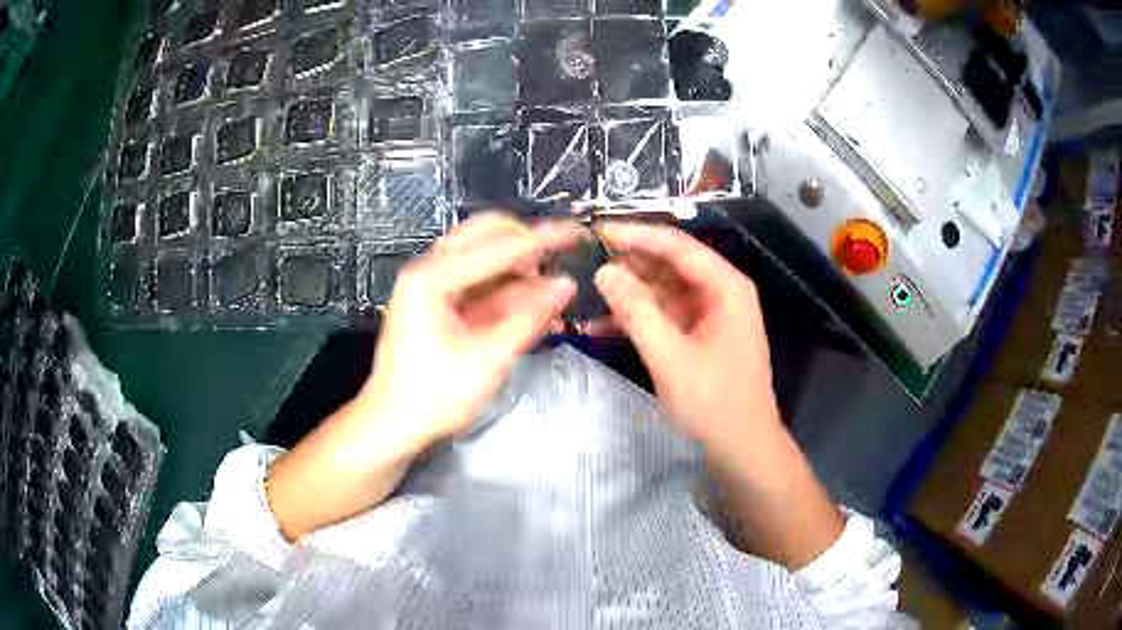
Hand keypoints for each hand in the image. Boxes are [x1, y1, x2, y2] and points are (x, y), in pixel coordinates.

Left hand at [360, 213, 581, 452]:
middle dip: (526, 243)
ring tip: (550, 287)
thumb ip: (529, 319)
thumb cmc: (432, 397)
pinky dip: (506, 286)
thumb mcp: (487, 360)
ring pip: (483, 254)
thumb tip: (565, 285)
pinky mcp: (438, 303)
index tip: (576, 233)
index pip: (498, 245)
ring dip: (518, 265)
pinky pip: (478, 280)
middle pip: (485, 234)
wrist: (393, 425)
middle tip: (559, 259)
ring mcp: (431, 285)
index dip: (542, 239)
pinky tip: (531, 302)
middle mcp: (429, 271)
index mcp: (432, 279)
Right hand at [594, 222, 842, 568]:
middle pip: (670, 265)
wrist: (742, 449)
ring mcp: (710, 316)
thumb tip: (604, 271)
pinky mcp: (700, 337)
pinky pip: (665, 317)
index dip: (636, 235)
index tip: (596, 231)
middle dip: (629, 264)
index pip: (676, 246)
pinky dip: (638, 320)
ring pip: (663, 291)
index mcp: (725, 287)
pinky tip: (601, 326)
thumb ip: (637, 311)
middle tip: (585, 263)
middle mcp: (721, 292)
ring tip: (587, 293)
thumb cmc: (713, 403)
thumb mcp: (670, 357)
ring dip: (629, 294)